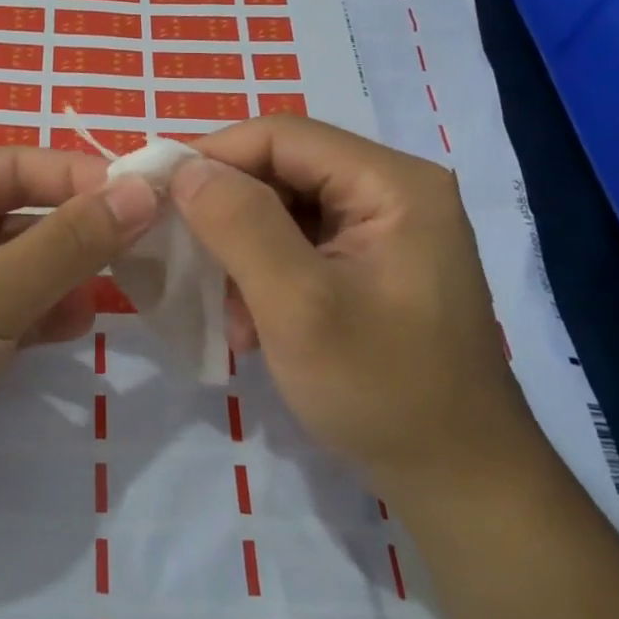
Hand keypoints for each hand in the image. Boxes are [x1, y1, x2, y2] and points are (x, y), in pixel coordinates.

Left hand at [0, 148, 158, 539]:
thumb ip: (67, 243)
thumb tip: (143, 190)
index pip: (12, 165)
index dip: (78, 175)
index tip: (145, 195)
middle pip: (15, 213)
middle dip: (74, 229)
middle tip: (142, 244)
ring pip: (14, 265)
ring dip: (62, 273)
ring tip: (113, 290)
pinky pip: (4, 310)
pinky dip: (40, 313)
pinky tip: (74, 326)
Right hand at [170, 116, 541, 503]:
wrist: (460, 482)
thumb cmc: (383, 391)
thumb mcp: (299, 306)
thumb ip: (240, 227)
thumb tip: (186, 169)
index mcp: (392, 183)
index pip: (283, 136)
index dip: (214, 157)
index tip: (159, 196)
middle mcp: (393, 190)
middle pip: (284, 169)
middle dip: (228, 213)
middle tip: (185, 259)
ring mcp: (386, 229)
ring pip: (285, 208)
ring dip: (242, 252)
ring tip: (225, 309)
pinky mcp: (373, 264)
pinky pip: (301, 244)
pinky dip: (265, 275)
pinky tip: (252, 325)